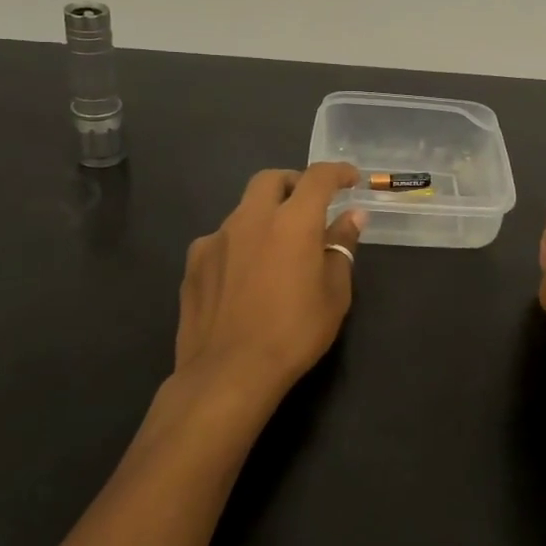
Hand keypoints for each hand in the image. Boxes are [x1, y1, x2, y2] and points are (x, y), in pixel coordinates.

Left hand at [174, 164, 365, 405]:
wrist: (228, 373)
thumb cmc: (294, 333)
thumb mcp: (334, 293)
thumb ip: (341, 247)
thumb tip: (351, 217)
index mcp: (293, 222)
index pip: (318, 178)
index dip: (338, 172)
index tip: (350, 179)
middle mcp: (251, 218)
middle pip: (271, 179)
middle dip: (294, 183)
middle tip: (309, 206)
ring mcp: (216, 239)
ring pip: (244, 210)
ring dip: (265, 216)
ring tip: (277, 249)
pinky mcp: (194, 263)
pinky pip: (222, 240)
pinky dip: (240, 245)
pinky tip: (245, 276)